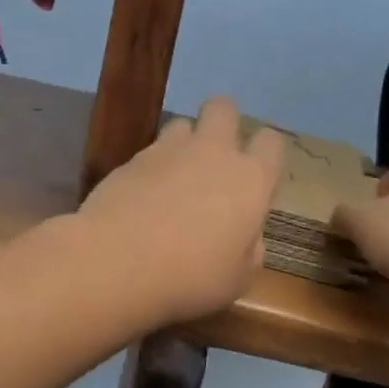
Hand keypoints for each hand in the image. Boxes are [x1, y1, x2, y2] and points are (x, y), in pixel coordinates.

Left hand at [76, 97, 285, 323]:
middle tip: (216, 161)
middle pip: (223, 108)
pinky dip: (151, 168)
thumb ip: (250, 249)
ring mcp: (168, 151)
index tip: (257, 180)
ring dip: (184, 143)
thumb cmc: (191, 277)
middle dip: (223, 124)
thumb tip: (247, 235)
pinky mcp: (130, 160)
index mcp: (250, 179)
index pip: (272, 142)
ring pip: (182, 124)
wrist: (117, 262)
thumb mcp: (238, 279)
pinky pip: (149, 151)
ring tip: (175, 178)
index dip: (266, 155)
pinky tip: (143, 198)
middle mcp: (213, 153)